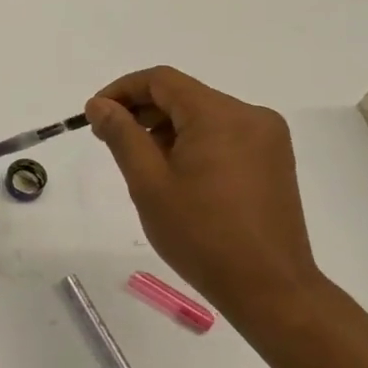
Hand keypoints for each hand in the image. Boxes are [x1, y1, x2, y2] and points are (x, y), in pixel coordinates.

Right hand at [86, 66, 322, 322]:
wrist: (269, 287)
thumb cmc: (200, 235)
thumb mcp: (148, 183)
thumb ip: (122, 135)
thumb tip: (100, 105)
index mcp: (219, 115)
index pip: (161, 81)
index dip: (121, 90)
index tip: (94, 116)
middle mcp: (250, 116)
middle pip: (183, 95)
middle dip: (142, 111)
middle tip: (109, 141)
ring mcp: (267, 138)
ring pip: (203, 115)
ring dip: (166, 128)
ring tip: (141, 164)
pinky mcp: (273, 160)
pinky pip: (223, 134)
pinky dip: (192, 142)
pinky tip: (176, 174)